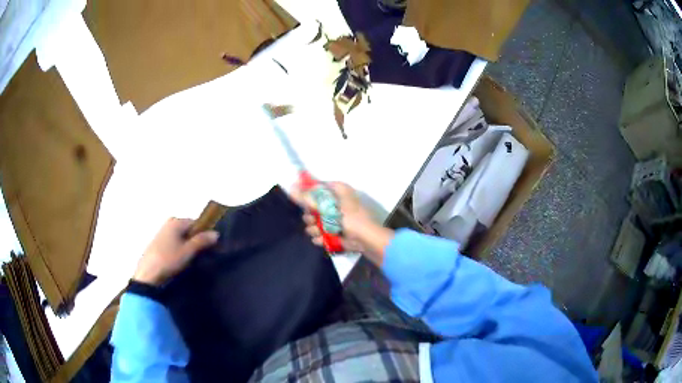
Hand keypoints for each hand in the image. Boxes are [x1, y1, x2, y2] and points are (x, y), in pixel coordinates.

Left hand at [133, 218, 218, 285]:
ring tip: (190, 260)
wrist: (148, 274)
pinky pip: (173, 242)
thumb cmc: (169, 260)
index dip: (204, 233)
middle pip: (188, 229)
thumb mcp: (188, 251)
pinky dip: (178, 249)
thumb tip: (216, 233)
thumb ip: (202, 241)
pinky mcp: (157, 243)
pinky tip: (179, 261)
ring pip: (180, 237)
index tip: (209, 246)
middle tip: (201, 254)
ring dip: (186, 245)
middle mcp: (169, 223)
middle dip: (195, 240)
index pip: (196, 223)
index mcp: (176, 221)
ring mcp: (162, 232)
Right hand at [290, 182, 392, 264]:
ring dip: (314, 229)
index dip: (306, 194)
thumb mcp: (328, 206)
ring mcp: (332, 219)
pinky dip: (320, 238)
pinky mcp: (332, 233)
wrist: (365, 240)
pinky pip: (318, 234)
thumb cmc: (350, 218)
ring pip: (312, 222)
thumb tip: (291, 187)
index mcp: (336, 191)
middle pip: (311, 207)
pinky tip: (324, 239)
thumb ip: (309, 198)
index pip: (315, 188)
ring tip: (321, 232)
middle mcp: (334, 202)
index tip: (301, 202)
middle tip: (314, 220)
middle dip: (310, 216)